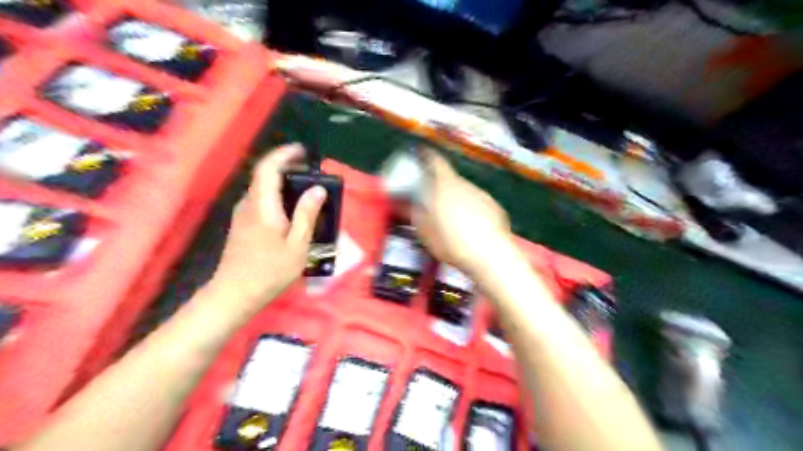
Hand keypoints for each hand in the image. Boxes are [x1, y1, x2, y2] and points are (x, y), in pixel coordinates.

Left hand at [210, 144, 327, 313]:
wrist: (235, 293)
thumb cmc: (270, 271)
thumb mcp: (297, 245)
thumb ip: (307, 214)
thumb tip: (318, 189)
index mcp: (262, 205)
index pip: (267, 168)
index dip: (283, 154)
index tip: (302, 151)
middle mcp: (249, 204)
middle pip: (265, 176)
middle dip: (287, 168)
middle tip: (311, 173)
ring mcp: (242, 214)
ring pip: (263, 189)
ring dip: (283, 183)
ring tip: (306, 192)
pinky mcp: (242, 224)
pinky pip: (261, 201)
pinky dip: (277, 196)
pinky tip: (291, 212)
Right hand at [414, 150, 514, 273]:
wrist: (490, 256)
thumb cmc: (452, 243)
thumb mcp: (425, 231)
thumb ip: (416, 214)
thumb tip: (410, 205)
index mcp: (444, 186)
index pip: (435, 160)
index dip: (426, 155)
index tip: (421, 155)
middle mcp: (464, 185)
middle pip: (449, 179)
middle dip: (440, 187)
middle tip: (432, 202)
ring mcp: (482, 195)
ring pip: (464, 192)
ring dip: (456, 200)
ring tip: (452, 221)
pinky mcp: (495, 207)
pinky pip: (478, 204)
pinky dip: (472, 210)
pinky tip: (471, 228)